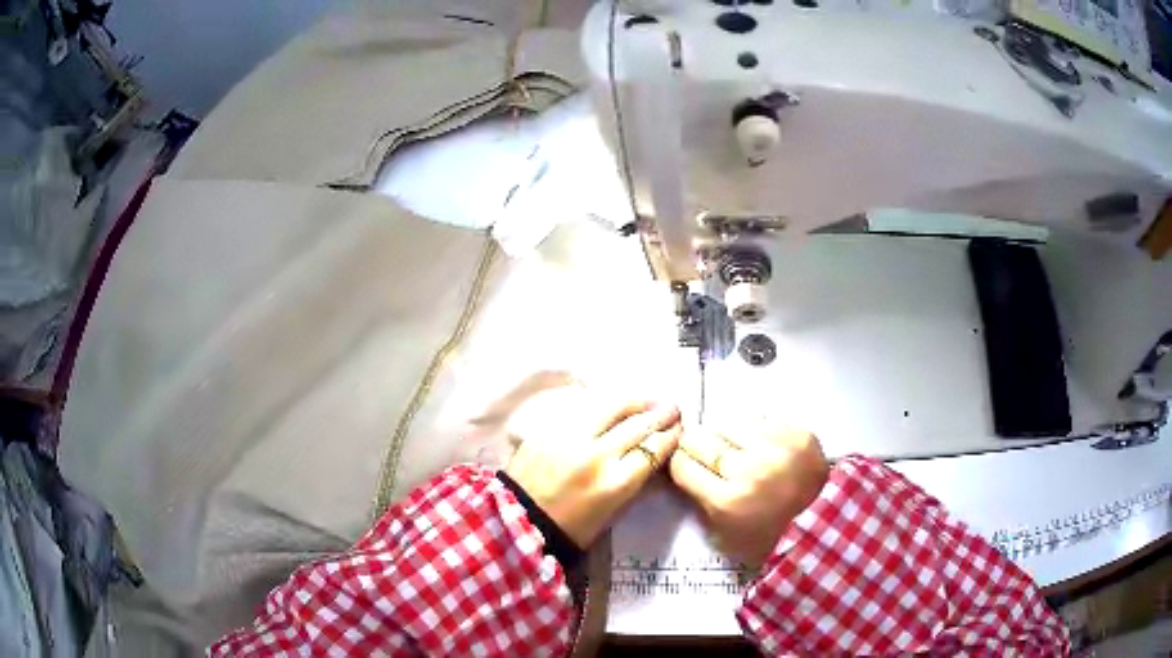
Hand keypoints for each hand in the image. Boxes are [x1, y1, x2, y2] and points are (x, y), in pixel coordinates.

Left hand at [505, 385, 681, 547]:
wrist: (519, 521)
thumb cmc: (570, 527)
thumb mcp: (611, 511)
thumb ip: (632, 481)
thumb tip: (652, 456)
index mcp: (615, 483)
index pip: (652, 450)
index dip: (670, 436)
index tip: (679, 428)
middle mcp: (597, 455)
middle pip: (637, 425)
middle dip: (660, 414)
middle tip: (672, 407)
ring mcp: (570, 437)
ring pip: (611, 407)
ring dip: (634, 402)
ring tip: (646, 400)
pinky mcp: (550, 429)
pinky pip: (584, 409)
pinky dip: (603, 407)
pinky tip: (612, 405)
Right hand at [670, 423, 828, 568]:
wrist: (822, 527)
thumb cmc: (767, 537)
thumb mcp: (722, 533)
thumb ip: (699, 500)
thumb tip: (683, 466)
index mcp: (726, 501)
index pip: (682, 465)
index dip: (680, 463)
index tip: (685, 464)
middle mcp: (749, 469)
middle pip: (700, 439)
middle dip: (696, 446)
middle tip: (704, 453)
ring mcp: (776, 447)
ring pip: (728, 423)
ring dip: (726, 435)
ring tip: (735, 447)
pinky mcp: (798, 433)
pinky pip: (762, 420)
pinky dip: (755, 431)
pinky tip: (761, 445)